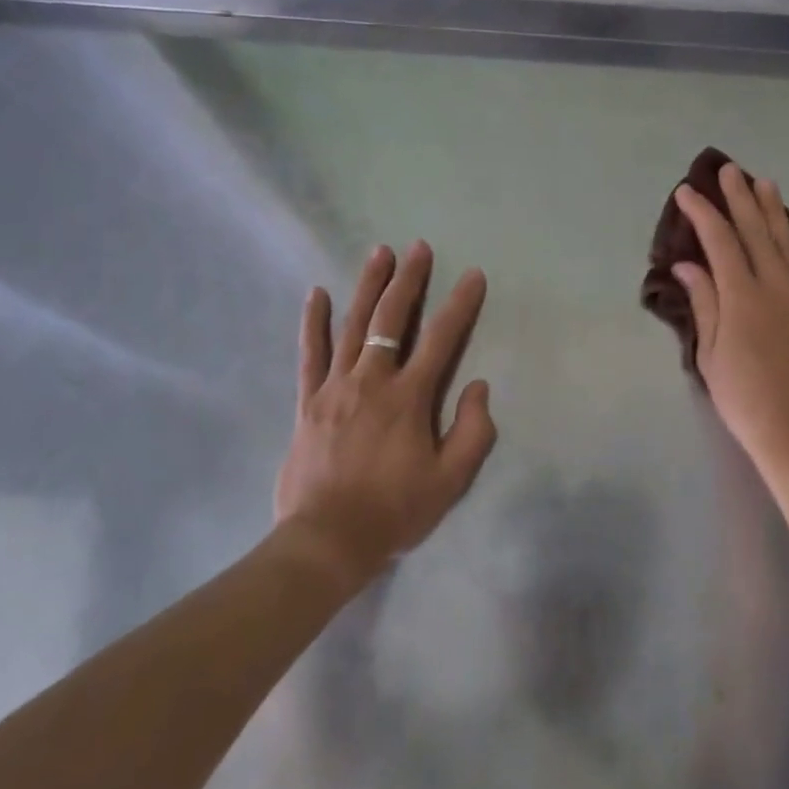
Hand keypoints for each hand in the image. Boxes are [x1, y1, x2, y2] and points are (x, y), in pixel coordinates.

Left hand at [275, 242, 497, 586]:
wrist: (326, 541)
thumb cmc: (394, 511)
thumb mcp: (450, 482)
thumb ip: (473, 432)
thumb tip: (479, 387)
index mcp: (409, 398)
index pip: (441, 339)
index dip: (460, 305)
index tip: (473, 275)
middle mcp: (372, 381)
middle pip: (392, 319)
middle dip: (409, 280)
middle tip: (419, 247)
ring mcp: (335, 387)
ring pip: (353, 326)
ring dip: (368, 286)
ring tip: (379, 253)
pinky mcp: (309, 401)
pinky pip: (311, 354)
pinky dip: (314, 323)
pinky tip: (317, 294)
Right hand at [673, 165, 788, 465]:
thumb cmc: (745, 399)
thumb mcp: (711, 354)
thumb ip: (703, 303)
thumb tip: (686, 264)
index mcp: (742, 296)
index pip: (719, 241)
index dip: (702, 213)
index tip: (687, 191)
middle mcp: (777, 285)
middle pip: (755, 231)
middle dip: (739, 198)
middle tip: (728, 170)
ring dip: (775, 210)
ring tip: (764, 183)